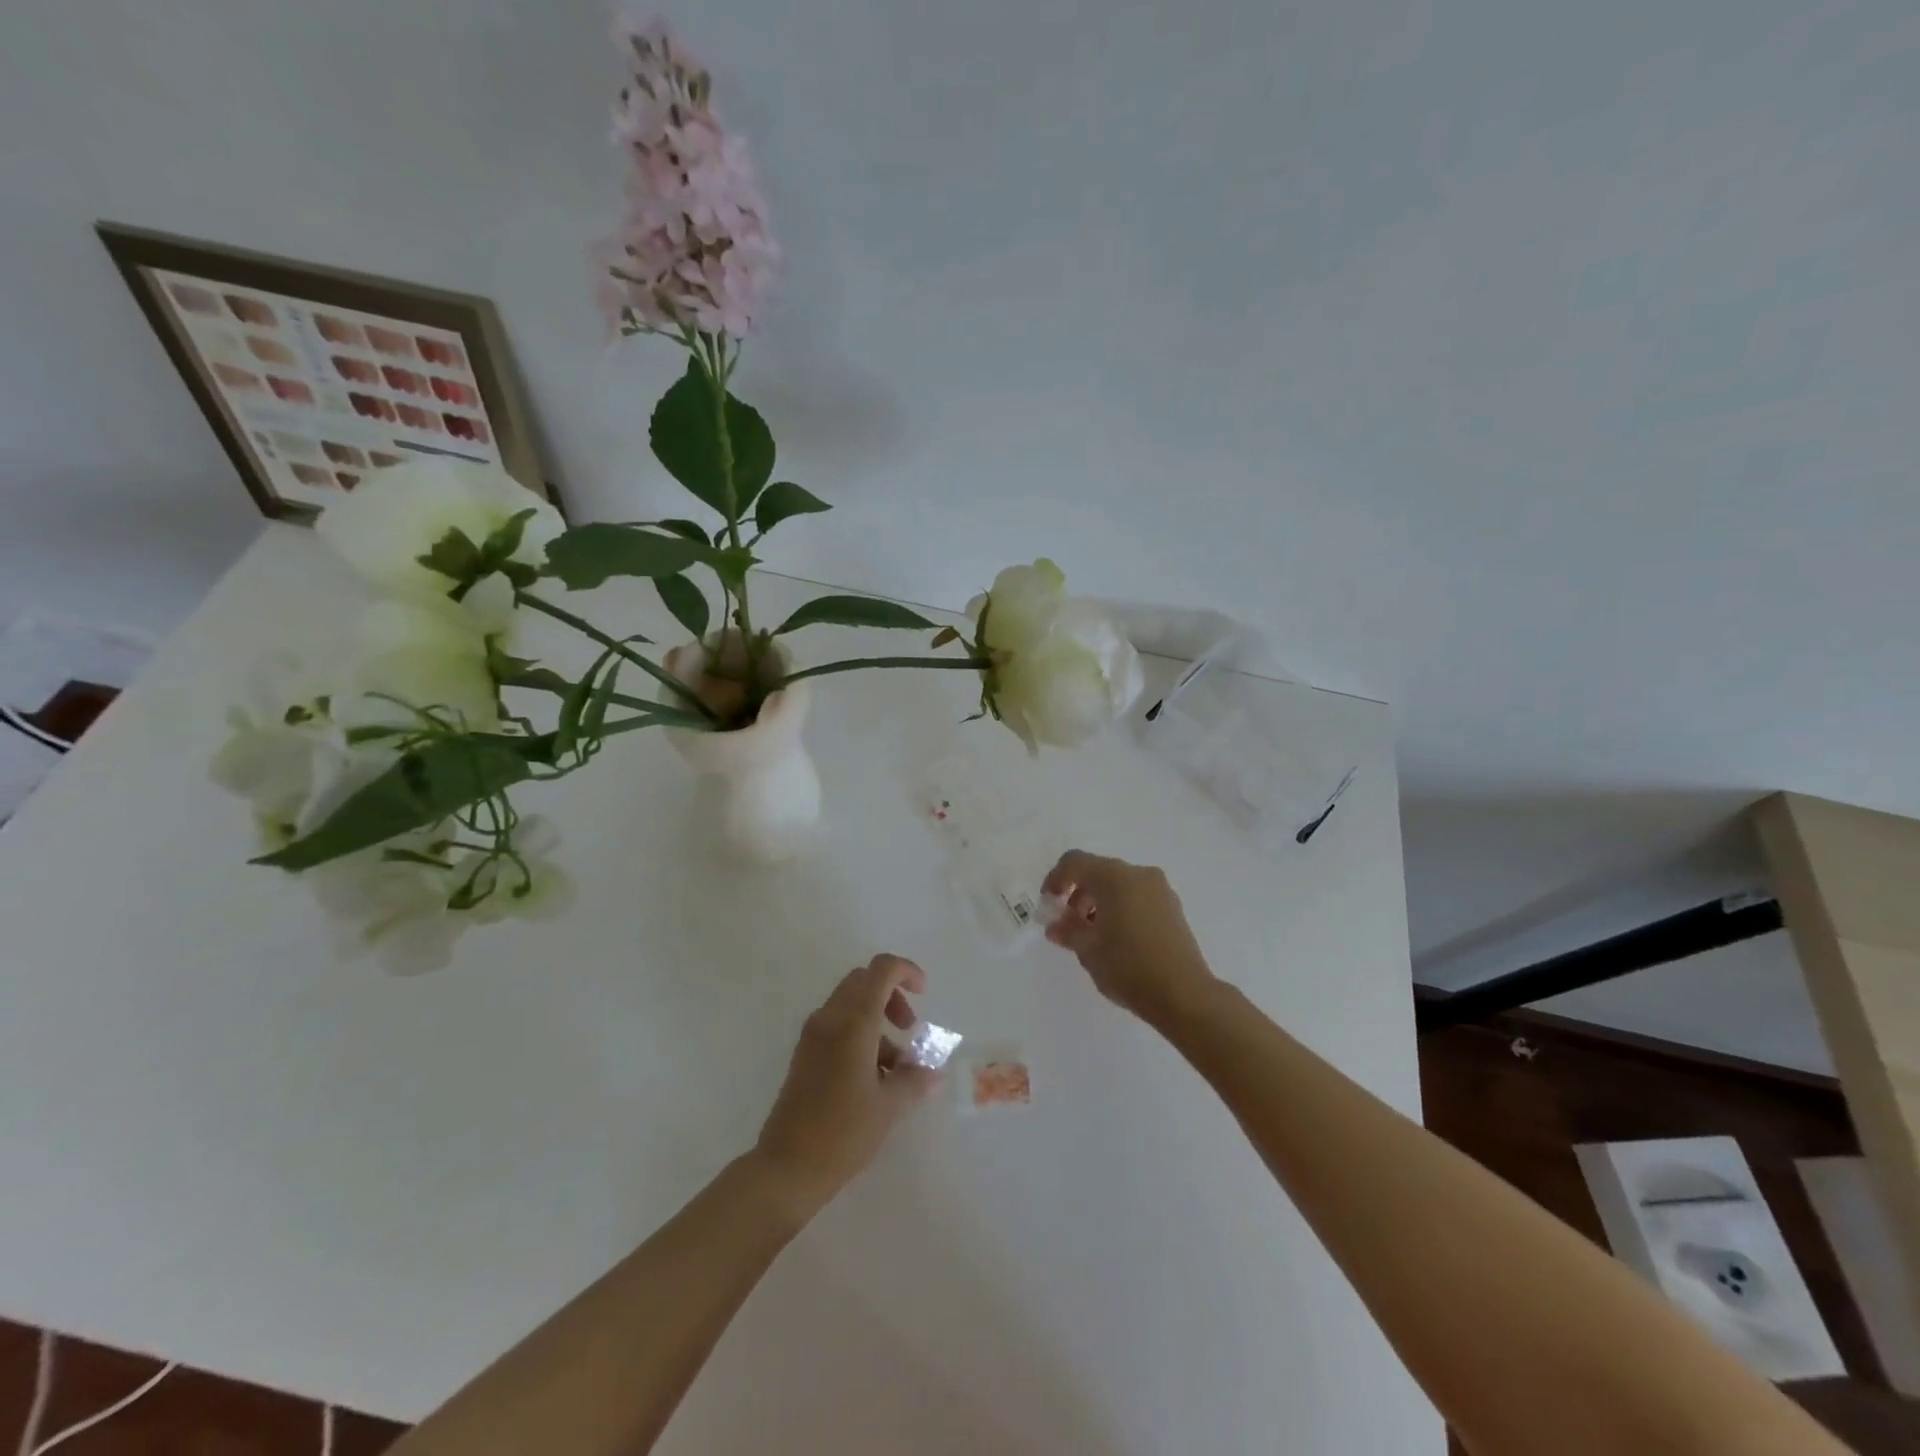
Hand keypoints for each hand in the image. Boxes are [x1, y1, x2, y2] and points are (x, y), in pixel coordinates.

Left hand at [751, 954, 939, 1219]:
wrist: (787, 1168)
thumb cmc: (843, 1133)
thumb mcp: (889, 1106)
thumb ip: (914, 1080)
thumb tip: (932, 1071)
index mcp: (853, 1021)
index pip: (881, 969)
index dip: (906, 971)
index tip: (924, 994)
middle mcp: (830, 1018)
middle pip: (864, 981)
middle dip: (892, 996)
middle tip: (910, 1028)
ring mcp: (813, 1035)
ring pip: (850, 1003)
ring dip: (878, 1019)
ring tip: (896, 1066)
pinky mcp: (805, 1054)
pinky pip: (837, 1025)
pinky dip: (860, 1034)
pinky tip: (874, 1077)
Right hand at [1043, 851, 1217, 1025]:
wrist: (1184, 994)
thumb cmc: (1128, 967)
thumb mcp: (1088, 950)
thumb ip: (1068, 930)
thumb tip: (1056, 925)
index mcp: (1114, 878)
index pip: (1075, 862)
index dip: (1056, 879)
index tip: (1049, 905)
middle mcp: (1139, 874)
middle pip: (1098, 871)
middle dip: (1078, 894)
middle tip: (1069, 924)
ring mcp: (1160, 890)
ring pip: (1119, 884)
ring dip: (1099, 902)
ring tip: (1093, 936)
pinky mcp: (1173, 907)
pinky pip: (1138, 896)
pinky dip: (1121, 907)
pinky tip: (1117, 939)